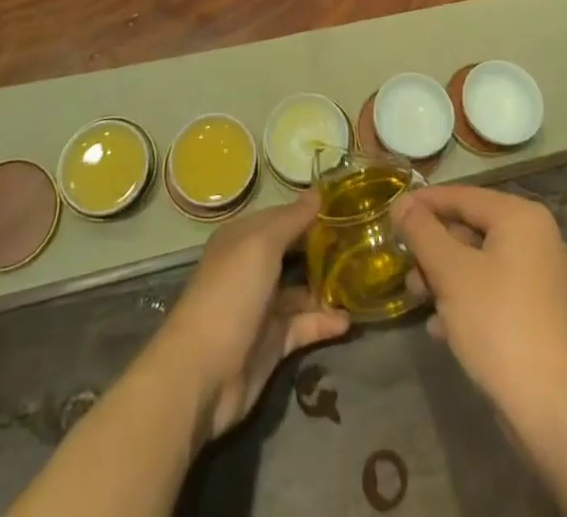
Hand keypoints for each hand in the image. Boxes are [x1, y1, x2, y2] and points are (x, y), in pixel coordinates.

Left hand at [149, 193, 350, 440]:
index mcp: (243, 239)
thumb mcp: (262, 245)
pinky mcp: (272, 343)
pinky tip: (348, 320)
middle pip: (293, 253)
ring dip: (328, 287)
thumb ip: (292, 219)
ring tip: (363, 280)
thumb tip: (319, 191)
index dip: (311, 212)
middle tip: (363, 242)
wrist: (202, 373)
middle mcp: (252, 268)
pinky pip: (303, 325)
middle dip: (324, 249)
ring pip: (301, 290)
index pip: (283, 217)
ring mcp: (262, 307)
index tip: (348, 207)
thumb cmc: (231, 293)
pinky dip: (324, 322)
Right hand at [390, 184, 566, 440]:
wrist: (557, 412)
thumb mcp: (450, 272)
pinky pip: (498, 291)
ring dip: (446, 277)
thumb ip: (422, 231)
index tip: (392, 214)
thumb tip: (402, 202)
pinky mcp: (545, 315)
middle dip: (434, 249)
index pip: (462, 196)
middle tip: (405, 267)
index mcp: (521, 217)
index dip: (424, 203)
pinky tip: (443, 327)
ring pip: (483, 263)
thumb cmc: (499, 325)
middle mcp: (539, 238)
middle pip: (472, 229)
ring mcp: (546, 278)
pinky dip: (469, 300)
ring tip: (418, 299)